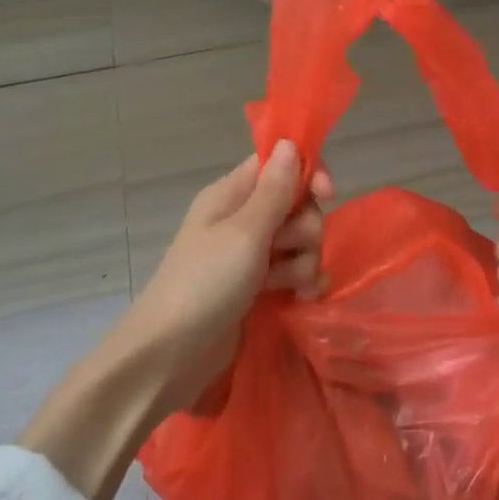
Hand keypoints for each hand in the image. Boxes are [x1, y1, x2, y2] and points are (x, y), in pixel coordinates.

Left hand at [20, 142, 332, 499]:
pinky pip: (293, 272)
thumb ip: (274, 191)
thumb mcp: (245, 233)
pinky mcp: (256, 288)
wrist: (170, 356)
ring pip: (298, 241)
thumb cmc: (205, 284)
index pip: (278, 164)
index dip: (307, 173)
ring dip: (306, 260)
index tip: (328, 194)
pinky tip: (303, 298)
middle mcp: (241, 219)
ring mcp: (249, 256)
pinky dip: (302, 282)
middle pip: (295, 204)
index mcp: (231, 195)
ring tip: (292, 285)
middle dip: (306, 227)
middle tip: (292, 250)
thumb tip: (289, 143)